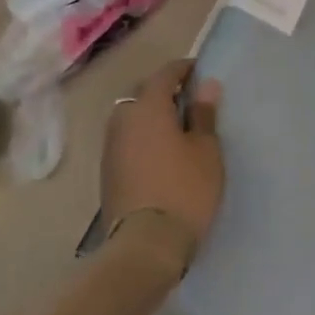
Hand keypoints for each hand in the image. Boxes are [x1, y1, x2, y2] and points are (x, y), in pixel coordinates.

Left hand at [101, 60, 222, 266]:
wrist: (145, 246)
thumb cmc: (184, 190)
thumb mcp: (205, 150)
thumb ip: (204, 115)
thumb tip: (206, 85)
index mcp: (148, 107)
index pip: (165, 74)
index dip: (183, 69)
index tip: (199, 72)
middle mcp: (123, 119)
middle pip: (143, 93)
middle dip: (164, 91)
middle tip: (188, 101)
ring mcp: (111, 146)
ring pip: (131, 117)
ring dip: (150, 116)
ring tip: (175, 129)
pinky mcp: (107, 172)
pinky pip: (126, 140)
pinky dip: (141, 137)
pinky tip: (159, 153)